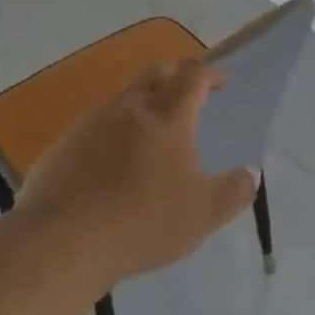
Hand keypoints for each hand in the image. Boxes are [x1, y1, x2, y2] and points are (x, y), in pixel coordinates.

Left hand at [13, 58, 260, 288]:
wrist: (62, 242)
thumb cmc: (143, 222)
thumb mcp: (204, 214)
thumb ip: (235, 191)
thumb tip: (252, 172)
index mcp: (167, 116)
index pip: (193, 75)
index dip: (211, 73)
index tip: (222, 82)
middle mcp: (129, 108)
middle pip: (155, 73)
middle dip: (175, 77)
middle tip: (187, 97)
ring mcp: (91, 123)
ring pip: (123, 98)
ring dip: (141, 105)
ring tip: (150, 137)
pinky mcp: (63, 144)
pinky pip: (94, 127)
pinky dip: (111, 134)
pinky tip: (110, 167)